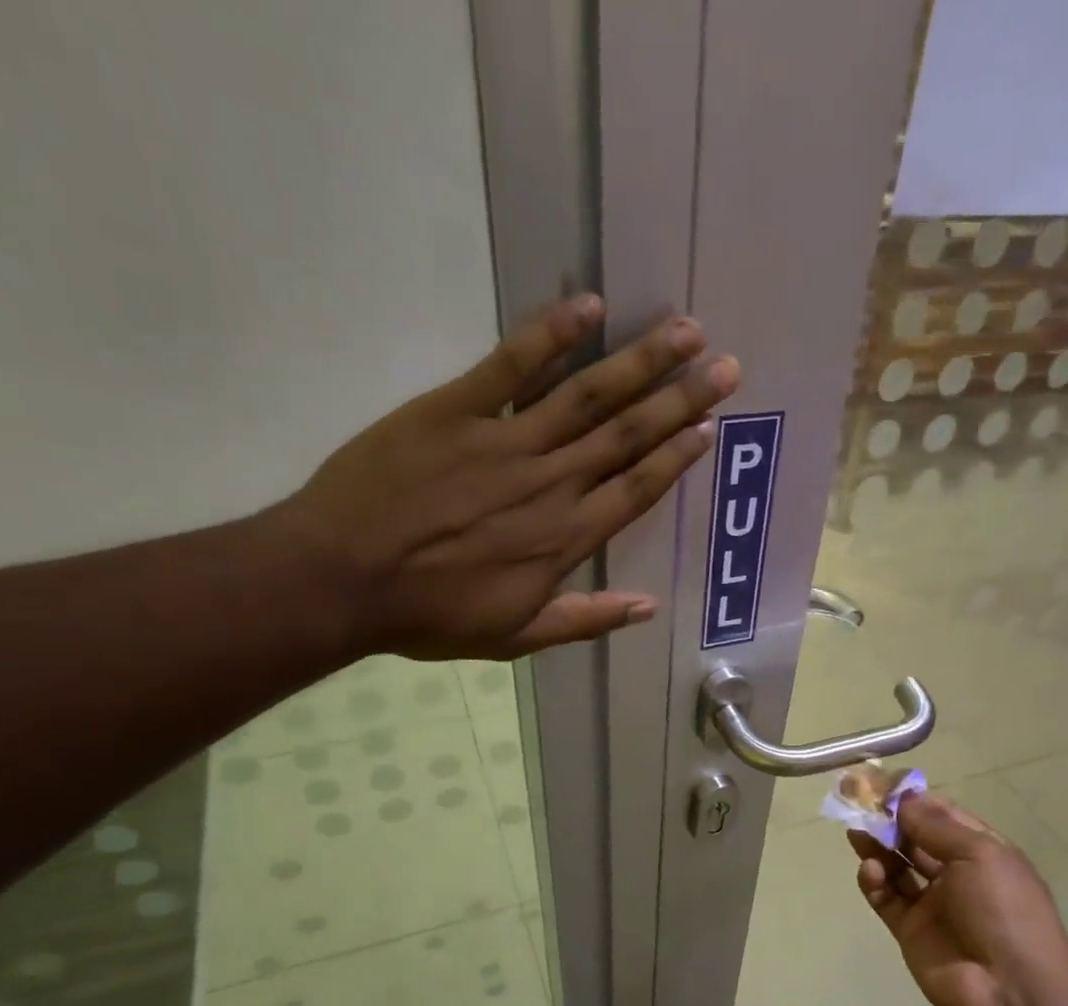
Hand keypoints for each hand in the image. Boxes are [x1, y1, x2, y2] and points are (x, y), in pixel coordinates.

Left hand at [267, 294, 738, 659]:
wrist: (341, 579)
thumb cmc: (430, 616)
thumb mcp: (515, 638)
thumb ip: (584, 620)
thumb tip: (647, 607)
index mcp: (564, 539)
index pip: (636, 490)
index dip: (676, 457)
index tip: (709, 427)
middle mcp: (550, 483)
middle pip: (627, 435)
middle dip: (681, 399)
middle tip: (725, 366)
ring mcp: (504, 441)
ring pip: (586, 394)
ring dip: (640, 360)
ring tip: (685, 331)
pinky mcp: (455, 409)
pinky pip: (511, 365)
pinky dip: (550, 333)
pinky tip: (588, 305)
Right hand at [848, 793, 1067, 1005]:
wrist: (1009, 988)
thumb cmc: (1003, 909)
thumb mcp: (979, 855)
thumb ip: (936, 826)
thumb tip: (904, 798)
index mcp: (982, 851)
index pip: (943, 816)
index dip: (914, 800)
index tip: (883, 785)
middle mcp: (956, 873)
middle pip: (915, 839)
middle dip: (889, 821)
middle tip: (858, 804)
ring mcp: (932, 903)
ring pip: (897, 866)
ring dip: (877, 848)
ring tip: (855, 833)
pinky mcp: (910, 930)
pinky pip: (886, 898)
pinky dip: (874, 882)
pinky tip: (869, 871)